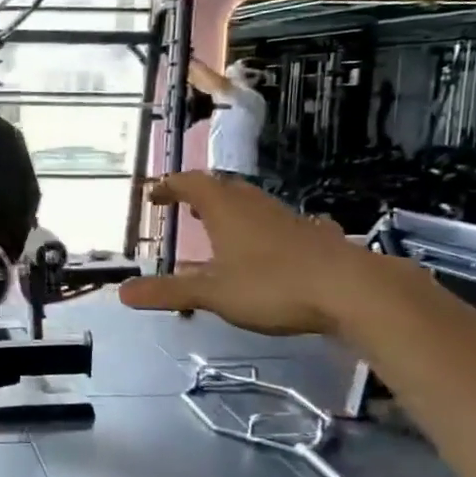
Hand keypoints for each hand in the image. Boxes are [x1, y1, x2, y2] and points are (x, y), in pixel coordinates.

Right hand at [117, 172, 376, 335]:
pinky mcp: (312, 236)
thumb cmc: (273, 285)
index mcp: (225, 209)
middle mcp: (254, 205)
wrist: (353, 290)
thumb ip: (168, 291)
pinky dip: (259, 229)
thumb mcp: (212, 293)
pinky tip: (265, 249)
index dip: (169, 187)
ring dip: (230, 210)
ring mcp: (287, 218)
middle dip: (200, 195)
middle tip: (185, 208)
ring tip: (218, 228)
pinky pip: (275, 223)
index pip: (190, 184)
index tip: (154, 195)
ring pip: (251, 204)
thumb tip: (122, 293)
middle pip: (223, 188)